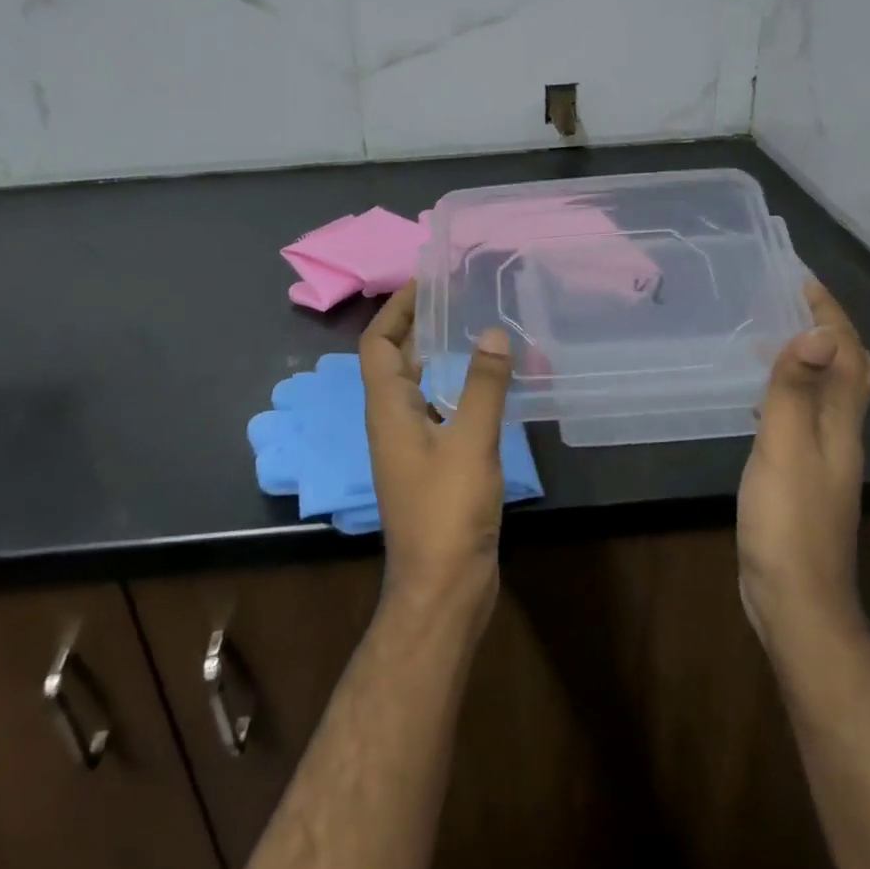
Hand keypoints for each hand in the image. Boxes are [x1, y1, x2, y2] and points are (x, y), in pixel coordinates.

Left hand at [359, 284, 513, 633]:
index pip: (378, 344)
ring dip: (436, 356)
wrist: (442, 587)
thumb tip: (491, 332)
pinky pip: (436, 410)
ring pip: (417, 386)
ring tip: (472, 329)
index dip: (395, 309)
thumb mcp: (471, 442)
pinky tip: (485, 386)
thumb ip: (482, 386)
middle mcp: (391, 421)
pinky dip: (454, 388)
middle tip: (454, 297)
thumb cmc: (448, 511)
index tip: (424, 281)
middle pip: (395, 360)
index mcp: (388, 409)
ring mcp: (409, 446)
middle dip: (417, 325)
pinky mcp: (430, 466)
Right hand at [737, 278, 869, 653]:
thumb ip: (797, 391)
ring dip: (813, 358)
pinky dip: (793, 392)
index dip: (830, 315)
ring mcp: (824, 459)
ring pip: (829, 395)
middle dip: (831, 331)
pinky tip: (764, 398)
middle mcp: (841, 435)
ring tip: (778, 335)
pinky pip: (805, 417)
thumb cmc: (787, 520)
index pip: (847, 355)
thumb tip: (820, 331)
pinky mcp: (802, 477)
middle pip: (850, 373)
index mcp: (842, 424)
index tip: (803, 280)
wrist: (795, 599)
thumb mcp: (785, 447)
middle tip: (795, 302)